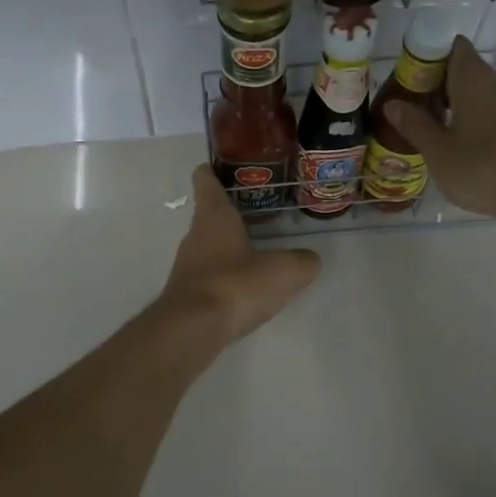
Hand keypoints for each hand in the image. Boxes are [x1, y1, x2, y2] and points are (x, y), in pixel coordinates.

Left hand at [160, 166, 320, 346]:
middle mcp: (195, 235)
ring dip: (229, 246)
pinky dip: (225, 275)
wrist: (192, 329)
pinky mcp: (187, 292)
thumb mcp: (283, 272)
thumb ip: (301, 262)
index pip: (206, 181)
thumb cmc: (235, 285)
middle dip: (232, 213)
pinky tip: (245, 288)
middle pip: (210, 215)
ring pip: (209, 246)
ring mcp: (187, 265)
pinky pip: (209, 274)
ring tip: (258, 252)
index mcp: (214, 217)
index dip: (212, 171)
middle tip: (259, 212)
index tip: (223, 167)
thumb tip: (309, 260)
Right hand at [384, 38, 495, 219]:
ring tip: (440, 135)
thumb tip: (393, 104)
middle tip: (417, 113)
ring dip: (461, 108)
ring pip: (483, 95)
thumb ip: (414, 125)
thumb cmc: (484, 167)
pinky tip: (469, 150)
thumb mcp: (439, 152)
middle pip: (466, 72)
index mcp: (473, 78)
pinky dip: (481, 123)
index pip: (452, 47)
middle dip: (441, 88)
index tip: (411, 80)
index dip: (430, 58)